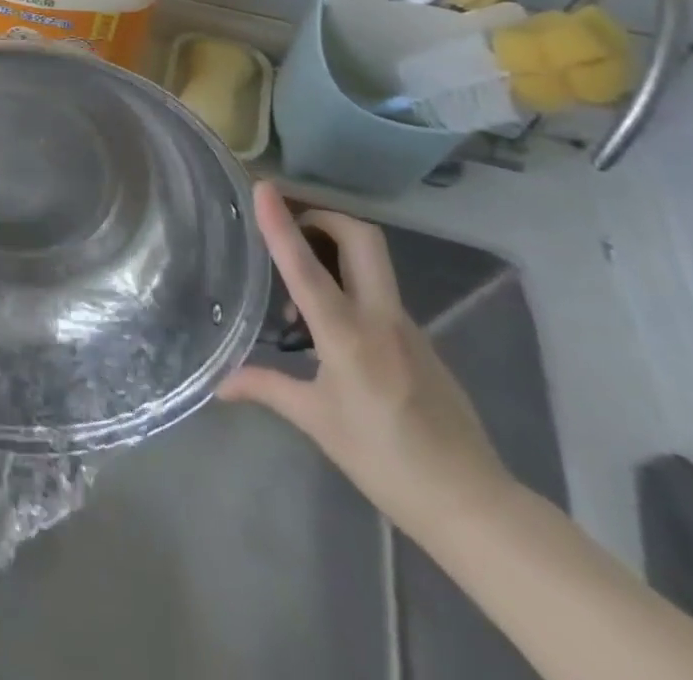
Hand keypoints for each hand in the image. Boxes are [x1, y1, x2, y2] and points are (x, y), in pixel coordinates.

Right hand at [217, 183, 512, 539]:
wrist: (473, 504)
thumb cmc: (386, 462)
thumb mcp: (318, 423)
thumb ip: (267, 388)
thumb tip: (219, 383)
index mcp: (348, 337)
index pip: (307, 268)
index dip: (281, 225)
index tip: (263, 188)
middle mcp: (381, 319)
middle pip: (361, 239)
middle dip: (324, 217)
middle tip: (291, 228)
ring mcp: (407, 326)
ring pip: (372, 263)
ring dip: (335, 252)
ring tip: (299, 292)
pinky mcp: (421, 339)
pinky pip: (380, 293)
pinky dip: (351, 288)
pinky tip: (331, 328)